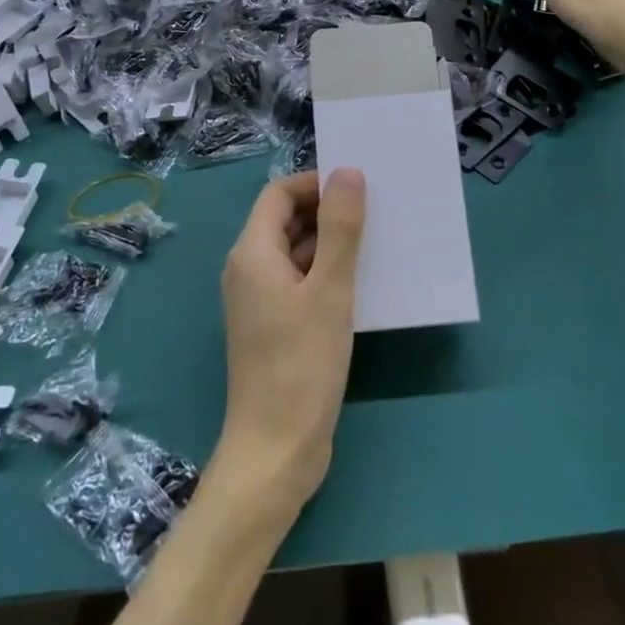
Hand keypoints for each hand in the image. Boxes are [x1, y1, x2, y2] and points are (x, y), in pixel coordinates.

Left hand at [212, 169, 366, 521]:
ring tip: (376, 243)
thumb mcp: (330, 290)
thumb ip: (340, 228)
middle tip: (375, 212)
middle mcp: (248, 269)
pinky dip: (325, 274)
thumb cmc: (302, 365)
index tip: (358, 188)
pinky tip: (361, 284)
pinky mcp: (272, 327)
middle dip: (327, 211)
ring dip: (330, 244)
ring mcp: (258, 300)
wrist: (275, 453)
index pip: (279, 194)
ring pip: (294, 253)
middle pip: (285, 220)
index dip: (316, 183)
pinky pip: (298, 282)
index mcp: (252, 252)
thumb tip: (347, 172)